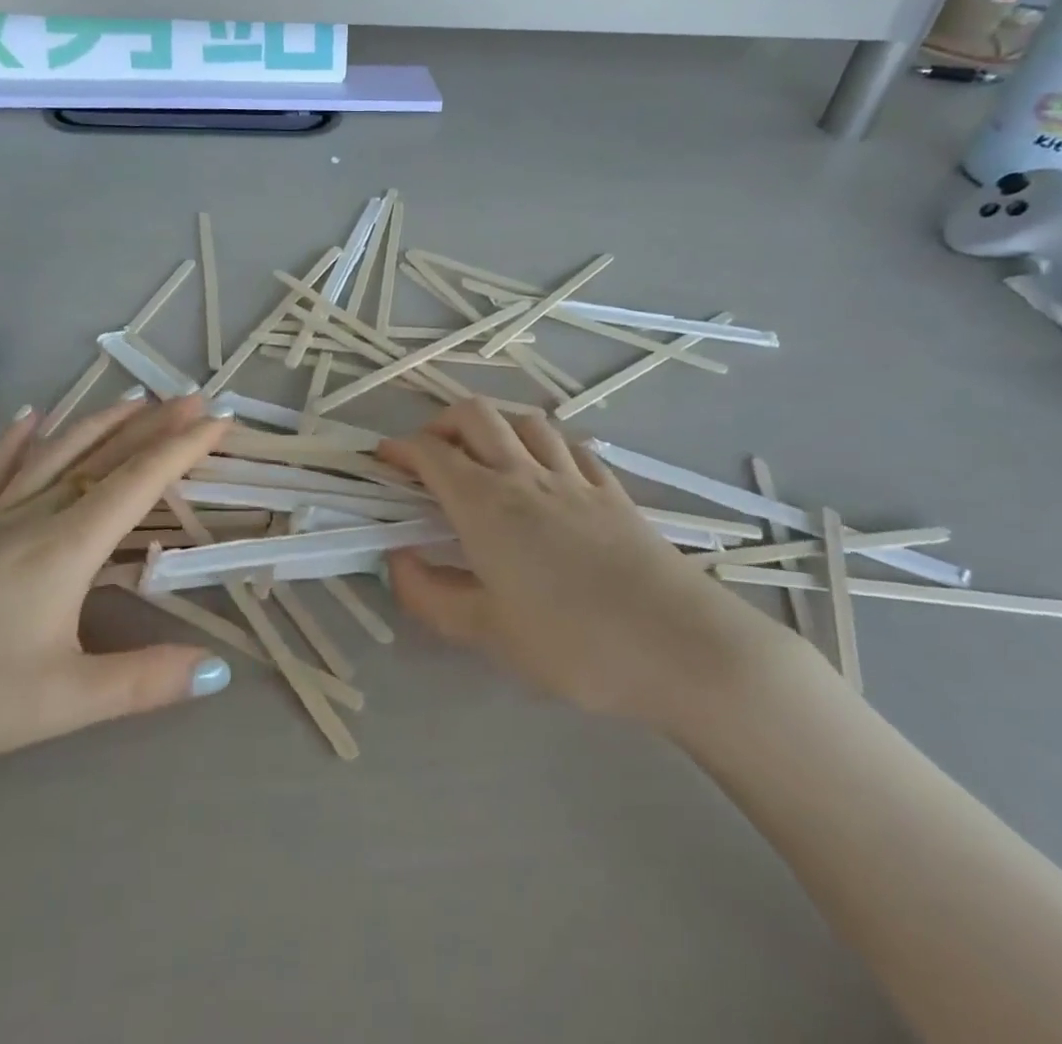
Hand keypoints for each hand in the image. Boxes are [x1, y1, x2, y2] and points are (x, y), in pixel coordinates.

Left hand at [0, 396, 232, 779]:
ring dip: (101, 424)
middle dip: (156, 426)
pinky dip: (18, 442)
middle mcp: (34, 518)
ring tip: (135, 399)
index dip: (185, 448)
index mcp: (67, 546)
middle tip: (195, 398)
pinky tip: (30, 418)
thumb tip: (219, 672)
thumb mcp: (59, 701)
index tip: (222, 421)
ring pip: (57, 456)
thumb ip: (142, 683)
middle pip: (106, 457)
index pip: (140, 482)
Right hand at [381, 401, 799, 736]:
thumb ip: (430, 594)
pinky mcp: (612, 491)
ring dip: (495, 424)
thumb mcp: (486, 633)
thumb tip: (395, 559)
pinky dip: (544, 443)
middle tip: (429, 455)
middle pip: (476, 416)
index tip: (381, 461)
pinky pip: (570, 445)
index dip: (399, 449)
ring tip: (484, 455)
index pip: (431, 454)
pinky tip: (545, 467)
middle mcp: (525, 476)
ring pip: (525, 420)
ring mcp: (574, 478)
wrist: (679, 646)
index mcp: (486, 505)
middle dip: (441, 422)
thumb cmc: (573, 644)